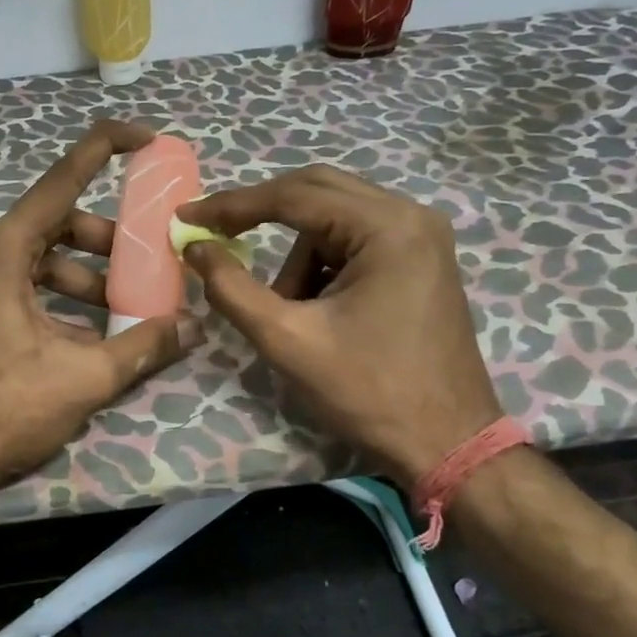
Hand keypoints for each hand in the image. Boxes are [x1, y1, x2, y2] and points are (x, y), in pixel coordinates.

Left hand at [0, 120, 203, 505]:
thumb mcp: (82, 377)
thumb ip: (143, 345)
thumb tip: (195, 325)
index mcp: (2, 250)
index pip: (62, 179)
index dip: (105, 149)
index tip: (145, 137)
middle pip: (55, 223)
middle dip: (106, 241)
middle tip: (146, 265)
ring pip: (39, 260)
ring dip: (85, 278)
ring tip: (124, 312)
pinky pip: (21, 288)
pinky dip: (58, 301)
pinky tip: (88, 339)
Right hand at [178, 167, 501, 482]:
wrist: (448, 444)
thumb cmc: (369, 392)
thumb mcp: (287, 340)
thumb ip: (232, 288)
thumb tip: (195, 247)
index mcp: (386, 227)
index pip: (293, 196)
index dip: (232, 205)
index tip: (187, 216)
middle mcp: (410, 216)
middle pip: (316, 191)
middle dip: (261, 215)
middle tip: (216, 236)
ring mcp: (421, 236)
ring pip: (333, 220)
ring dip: (298, 256)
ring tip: (288, 310)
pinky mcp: (420, 260)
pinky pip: (354, 241)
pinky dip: (322, 265)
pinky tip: (317, 309)